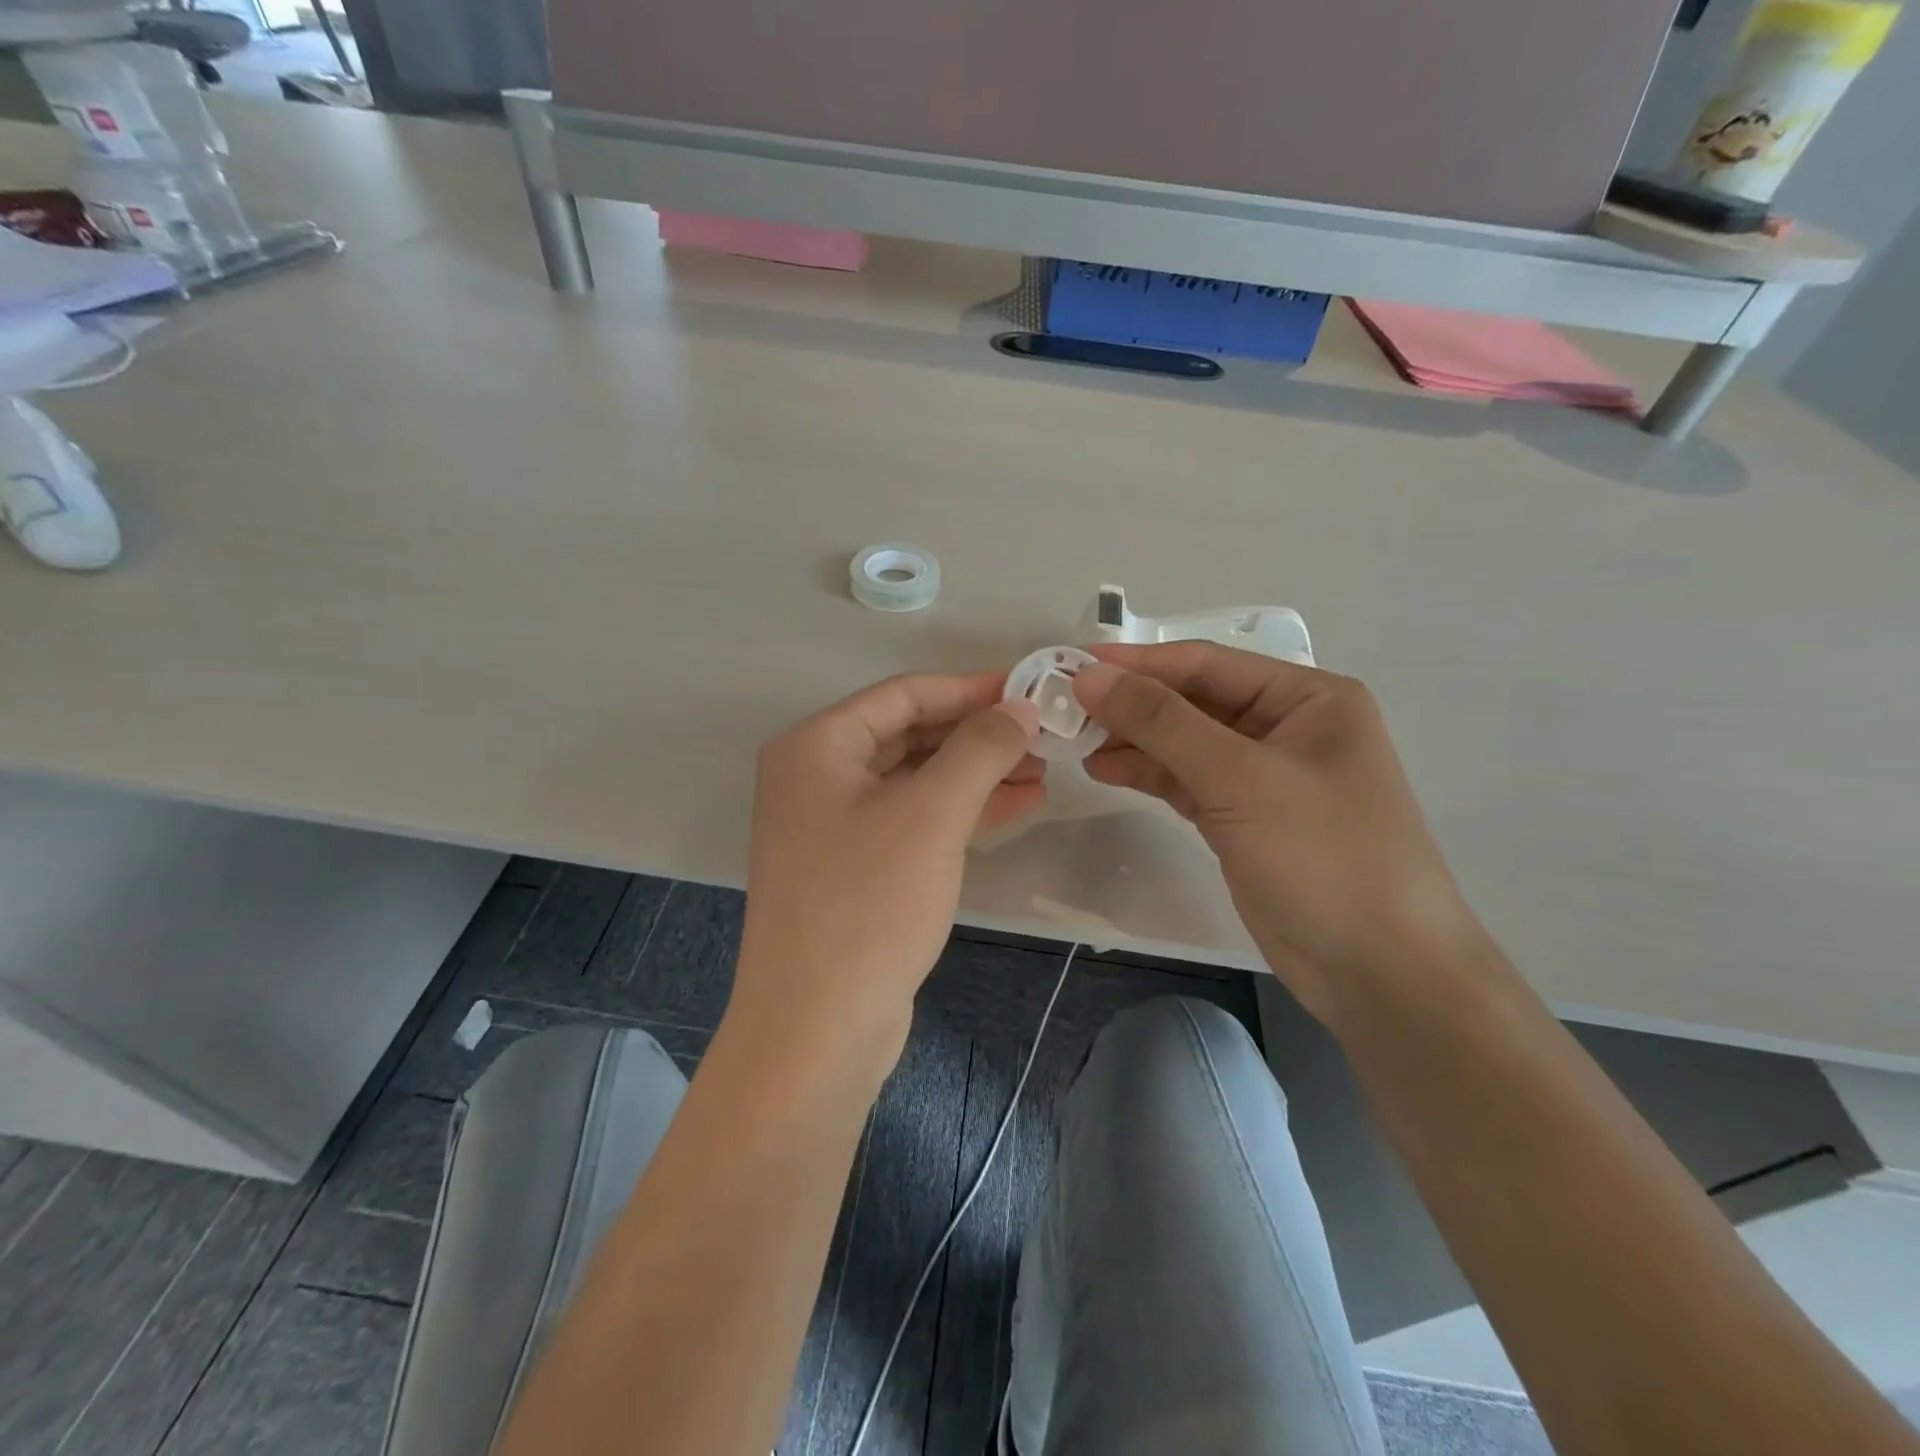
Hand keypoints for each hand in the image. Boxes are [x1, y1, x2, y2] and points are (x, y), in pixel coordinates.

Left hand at [733, 673, 1042, 1069]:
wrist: (816, 1028)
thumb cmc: (868, 903)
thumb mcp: (931, 815)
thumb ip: (979, 749)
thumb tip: (1020, 706)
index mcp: (817, 747)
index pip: (903, 695)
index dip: (970, 689)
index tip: (1029, 690)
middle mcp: (816, 777)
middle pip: (910, 735)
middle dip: (978, 735)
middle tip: (1043, 737)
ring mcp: (832, 826)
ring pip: (915, 781)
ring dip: (976, 774)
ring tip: (1041, 773)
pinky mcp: (854, 868)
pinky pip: (912, 821)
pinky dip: (959, 812)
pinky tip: (1015, 807)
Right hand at [1073, 645, 1478, 1020]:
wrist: (1379, 971)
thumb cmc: (1323, 855)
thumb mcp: (1239, 778)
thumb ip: (1161, 722)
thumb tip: (1090, 675)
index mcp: (1307, 697)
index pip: (1205, 663)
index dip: (1136, 662)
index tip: (1071, 664)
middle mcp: (1287, 726)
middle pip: (1192, 701)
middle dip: (1131, 704)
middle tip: (1063, 707)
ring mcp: (1264, 776)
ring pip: (1185, 743)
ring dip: (1133, 740)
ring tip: (1074, 742)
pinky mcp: (1244, 818)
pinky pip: (1187, 781)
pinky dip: (1148, 774)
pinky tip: (1104, 769)